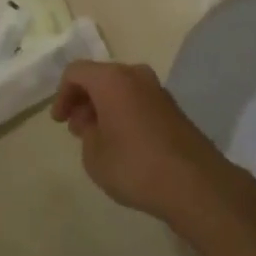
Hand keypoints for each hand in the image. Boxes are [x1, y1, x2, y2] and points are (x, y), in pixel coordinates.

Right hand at [51, 61, 231, 226]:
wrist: (195, 184)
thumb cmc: (135, 166)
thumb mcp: (94, 155)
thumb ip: (86, 134)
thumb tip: (95, 124)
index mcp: (112, 79)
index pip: (76, 72)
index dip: (62, 94)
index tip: (59, 122)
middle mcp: (135, 75)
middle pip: (100, 77)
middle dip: (83, 100)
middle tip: (76, 129)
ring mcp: (158, 90)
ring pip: (121, 88)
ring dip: (104, 107)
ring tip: (98, 138)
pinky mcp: (173, 108)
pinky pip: (138, 100)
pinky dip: (123, 112)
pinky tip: (123, 142)